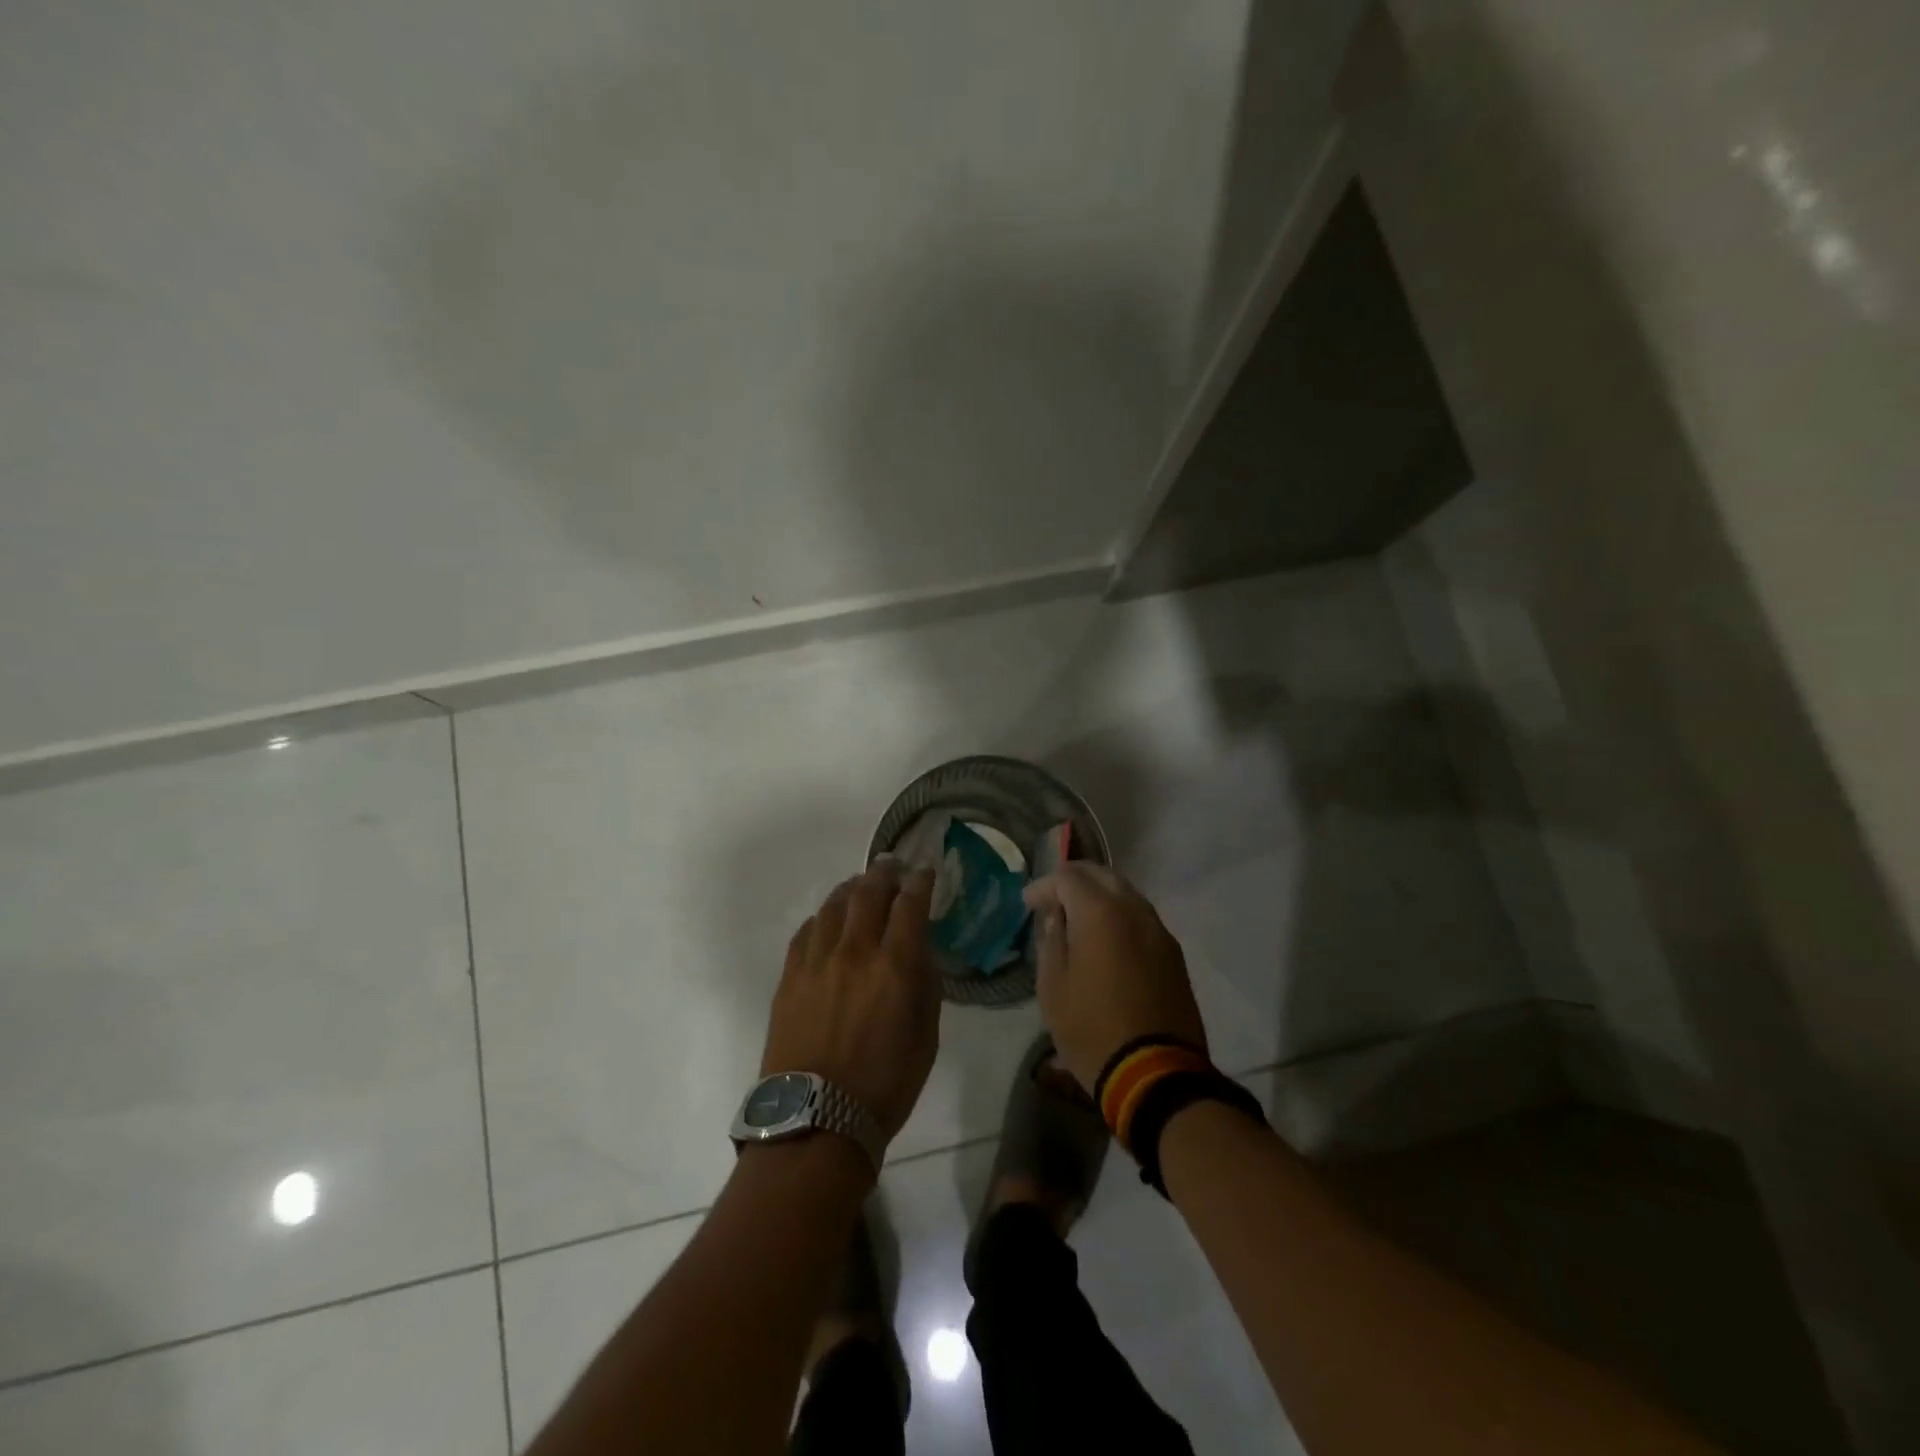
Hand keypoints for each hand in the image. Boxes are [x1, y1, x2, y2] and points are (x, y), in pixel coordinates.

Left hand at [761, 861, 941, 1144]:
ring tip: (859, 885)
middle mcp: (854, 951)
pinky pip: (806, 932)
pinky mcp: (789, 977)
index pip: (909, 904)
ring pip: (833, 906)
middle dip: (884, 873)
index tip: (925, 870)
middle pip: (868, 893)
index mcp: (894, 966)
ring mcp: (816, 961)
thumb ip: (925, 986)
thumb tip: (918, 952)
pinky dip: (821, 918)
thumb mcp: (926, 1038)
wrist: (815, 1122)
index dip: (919, 881)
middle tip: (892, 864)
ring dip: (851, 889)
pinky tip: (827, 920)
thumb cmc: (884, 1086)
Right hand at [1023, 863, 1206, 1093]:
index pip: (1068, 876)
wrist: (1156, 1075)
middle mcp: (1134, 910)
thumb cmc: (1092, 1031)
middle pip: (1102, 875)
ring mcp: (1159, 931)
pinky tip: (1105, 939)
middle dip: (1074, 881)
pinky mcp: (1173, 954)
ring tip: (1078, 920)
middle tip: (1053, 900)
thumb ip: (1051, 941)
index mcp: (1101, 913)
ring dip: (1099, 897)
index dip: (1044, 885)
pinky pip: (1141, 918)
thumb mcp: (1053, 988)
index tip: (1028, 904)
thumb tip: (1057, 917)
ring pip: (1126, 894)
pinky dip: (1119, 917)